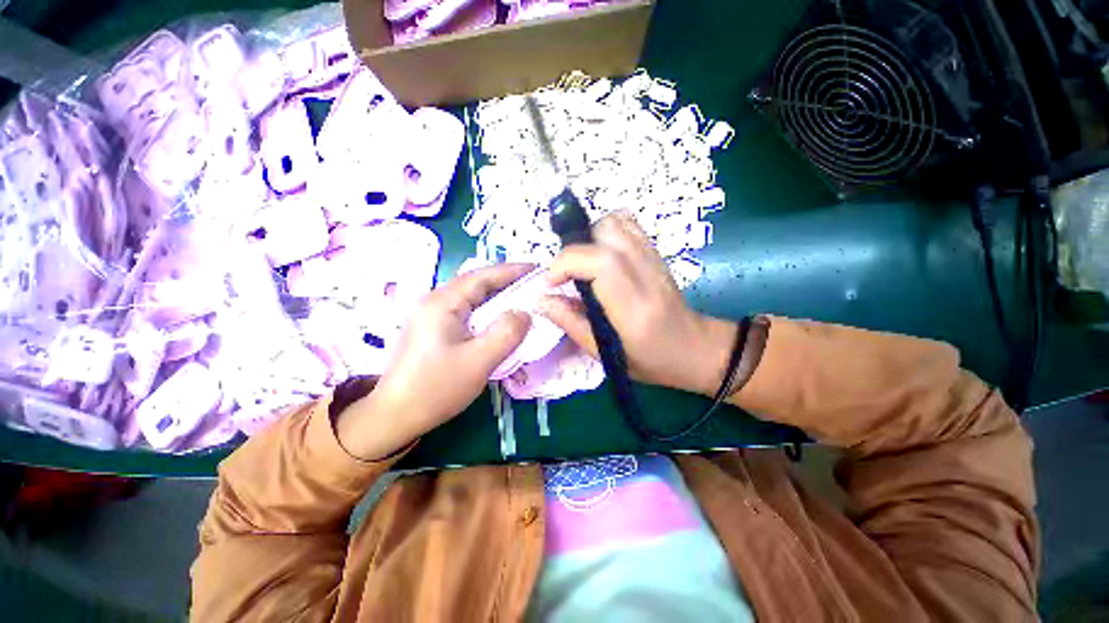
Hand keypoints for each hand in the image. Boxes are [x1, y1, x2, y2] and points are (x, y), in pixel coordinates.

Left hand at [336, 264, 532, 459]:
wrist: (395, 416)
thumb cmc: (436, 388)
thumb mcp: (478, 361)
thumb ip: (506, 333)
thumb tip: (524, 313)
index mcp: (442, 303)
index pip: (483, 276)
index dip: (512, 270)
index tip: (537, 270)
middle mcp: (434, 301)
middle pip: (476, 284)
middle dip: (507, 283)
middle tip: (534, 287)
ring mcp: (431, 315)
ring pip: (472, 299)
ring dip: (497, 298)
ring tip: (522, 302)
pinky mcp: (433, 328)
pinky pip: (466, 312)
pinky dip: (487, 313)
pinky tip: (498, 322)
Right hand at [540, 212, 736, 396]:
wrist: (694, 348)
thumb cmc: (650, 360)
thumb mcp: (605, 353)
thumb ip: (570, 323)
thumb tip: (541, 299)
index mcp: (634, 308)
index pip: (602, 263)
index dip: (567, 262)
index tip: (551, 282)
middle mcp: (647, 275)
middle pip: (607, 233)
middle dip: (574, 250)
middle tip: (567, 275)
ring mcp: (655, 259)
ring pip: (616, 222)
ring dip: (589, 237)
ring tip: (582, 264)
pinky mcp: (657, 252)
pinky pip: (628, 224)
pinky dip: (605, 230)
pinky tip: (600, 253)